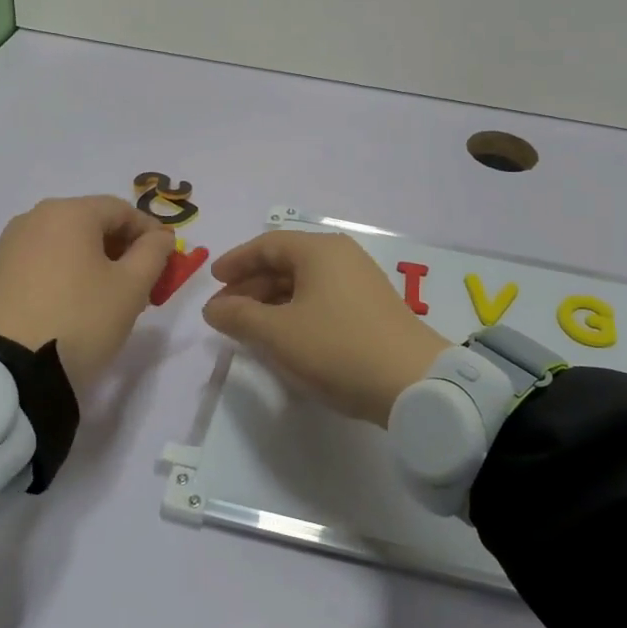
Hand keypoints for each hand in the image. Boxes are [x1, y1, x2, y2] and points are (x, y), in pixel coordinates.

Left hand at [0, 196, 173, 393]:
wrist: (5, 370)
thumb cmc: (79, 319)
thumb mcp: (131, 288)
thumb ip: (153, 254)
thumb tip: (160, 237)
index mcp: (69, 212)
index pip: (122, 210)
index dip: (151, 233)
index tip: (168, 261)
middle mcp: (35, 218)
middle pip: (92, 223)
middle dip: (123, 249)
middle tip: (143, 283)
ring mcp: (9, 246)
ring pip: (67, 244)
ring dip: (96, 263)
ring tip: (111, 298)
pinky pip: (44, 263)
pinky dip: (67, 274)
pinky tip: (76, 305)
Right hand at [202, 230, 447, 425]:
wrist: (413, 382)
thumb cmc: (337, 348)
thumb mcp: (278, 334)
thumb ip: (239, 317)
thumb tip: (214, 308)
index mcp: (319, 250)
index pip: (267, 244)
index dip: (236, 261)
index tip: (213, 281)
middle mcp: (342, 256)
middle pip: (286, 262)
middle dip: (251, 285)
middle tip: (225, 311)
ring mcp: (361, 281)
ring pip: (305, 282)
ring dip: (272, 301)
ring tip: (249, 327)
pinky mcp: (372, 307)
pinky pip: (323, 298)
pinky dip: (297, 311)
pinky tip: (286, 335)